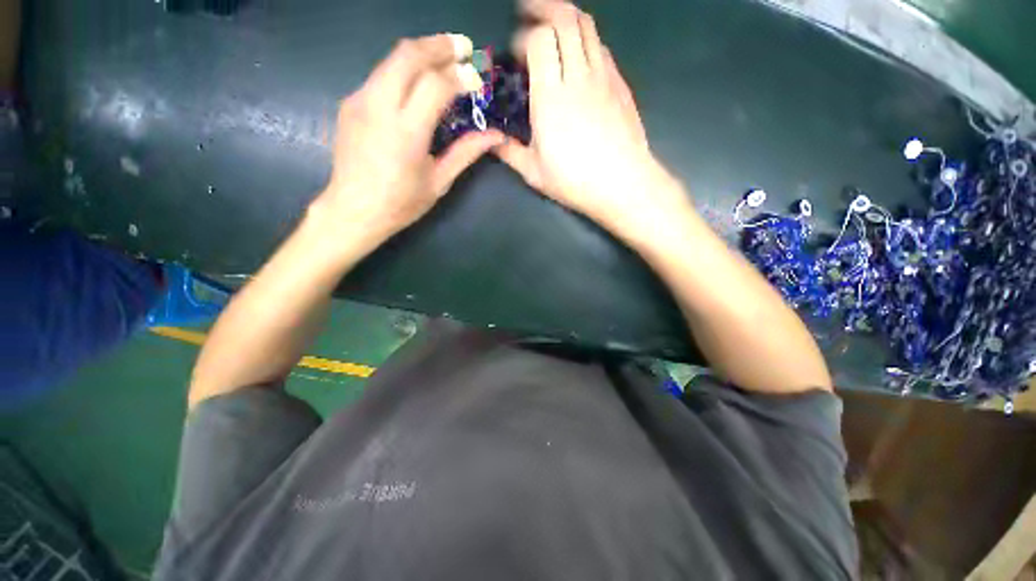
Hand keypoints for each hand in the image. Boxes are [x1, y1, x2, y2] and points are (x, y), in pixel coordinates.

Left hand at [316, 34, 503, 240]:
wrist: (353, 210)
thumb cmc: (401, 203)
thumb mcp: (439, 182)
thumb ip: (466, 153)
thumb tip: (495, 136)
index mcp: (406, 133)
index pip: (436, 84)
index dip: (460, 76)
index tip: (477, 80)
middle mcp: (379, 107)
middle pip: (408, 55)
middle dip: (440, 45)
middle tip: (464, 48)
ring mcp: (360, 100)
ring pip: (391, 59)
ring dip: (421, 52)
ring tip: (445, 58)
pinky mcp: (350, 102)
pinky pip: (381, 75)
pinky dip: (404, 70)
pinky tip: (416, 84)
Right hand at [494, 1, 690, 238]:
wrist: (622, 184)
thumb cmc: (575, 181)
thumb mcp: (534, 173)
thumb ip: (509, 152)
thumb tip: (490, 141)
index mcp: (551, 97)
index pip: (538, 39)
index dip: (523, 37)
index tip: (516, 54)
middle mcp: (578, 76)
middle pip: (565, 18)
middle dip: (543, 7)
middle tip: (528, 13)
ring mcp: (604, 77)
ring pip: (587, 26)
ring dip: (567, 17)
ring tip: (552, 25)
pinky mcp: (620, 84)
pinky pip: (602, 48)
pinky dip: (586, 41)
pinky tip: (578, 57)